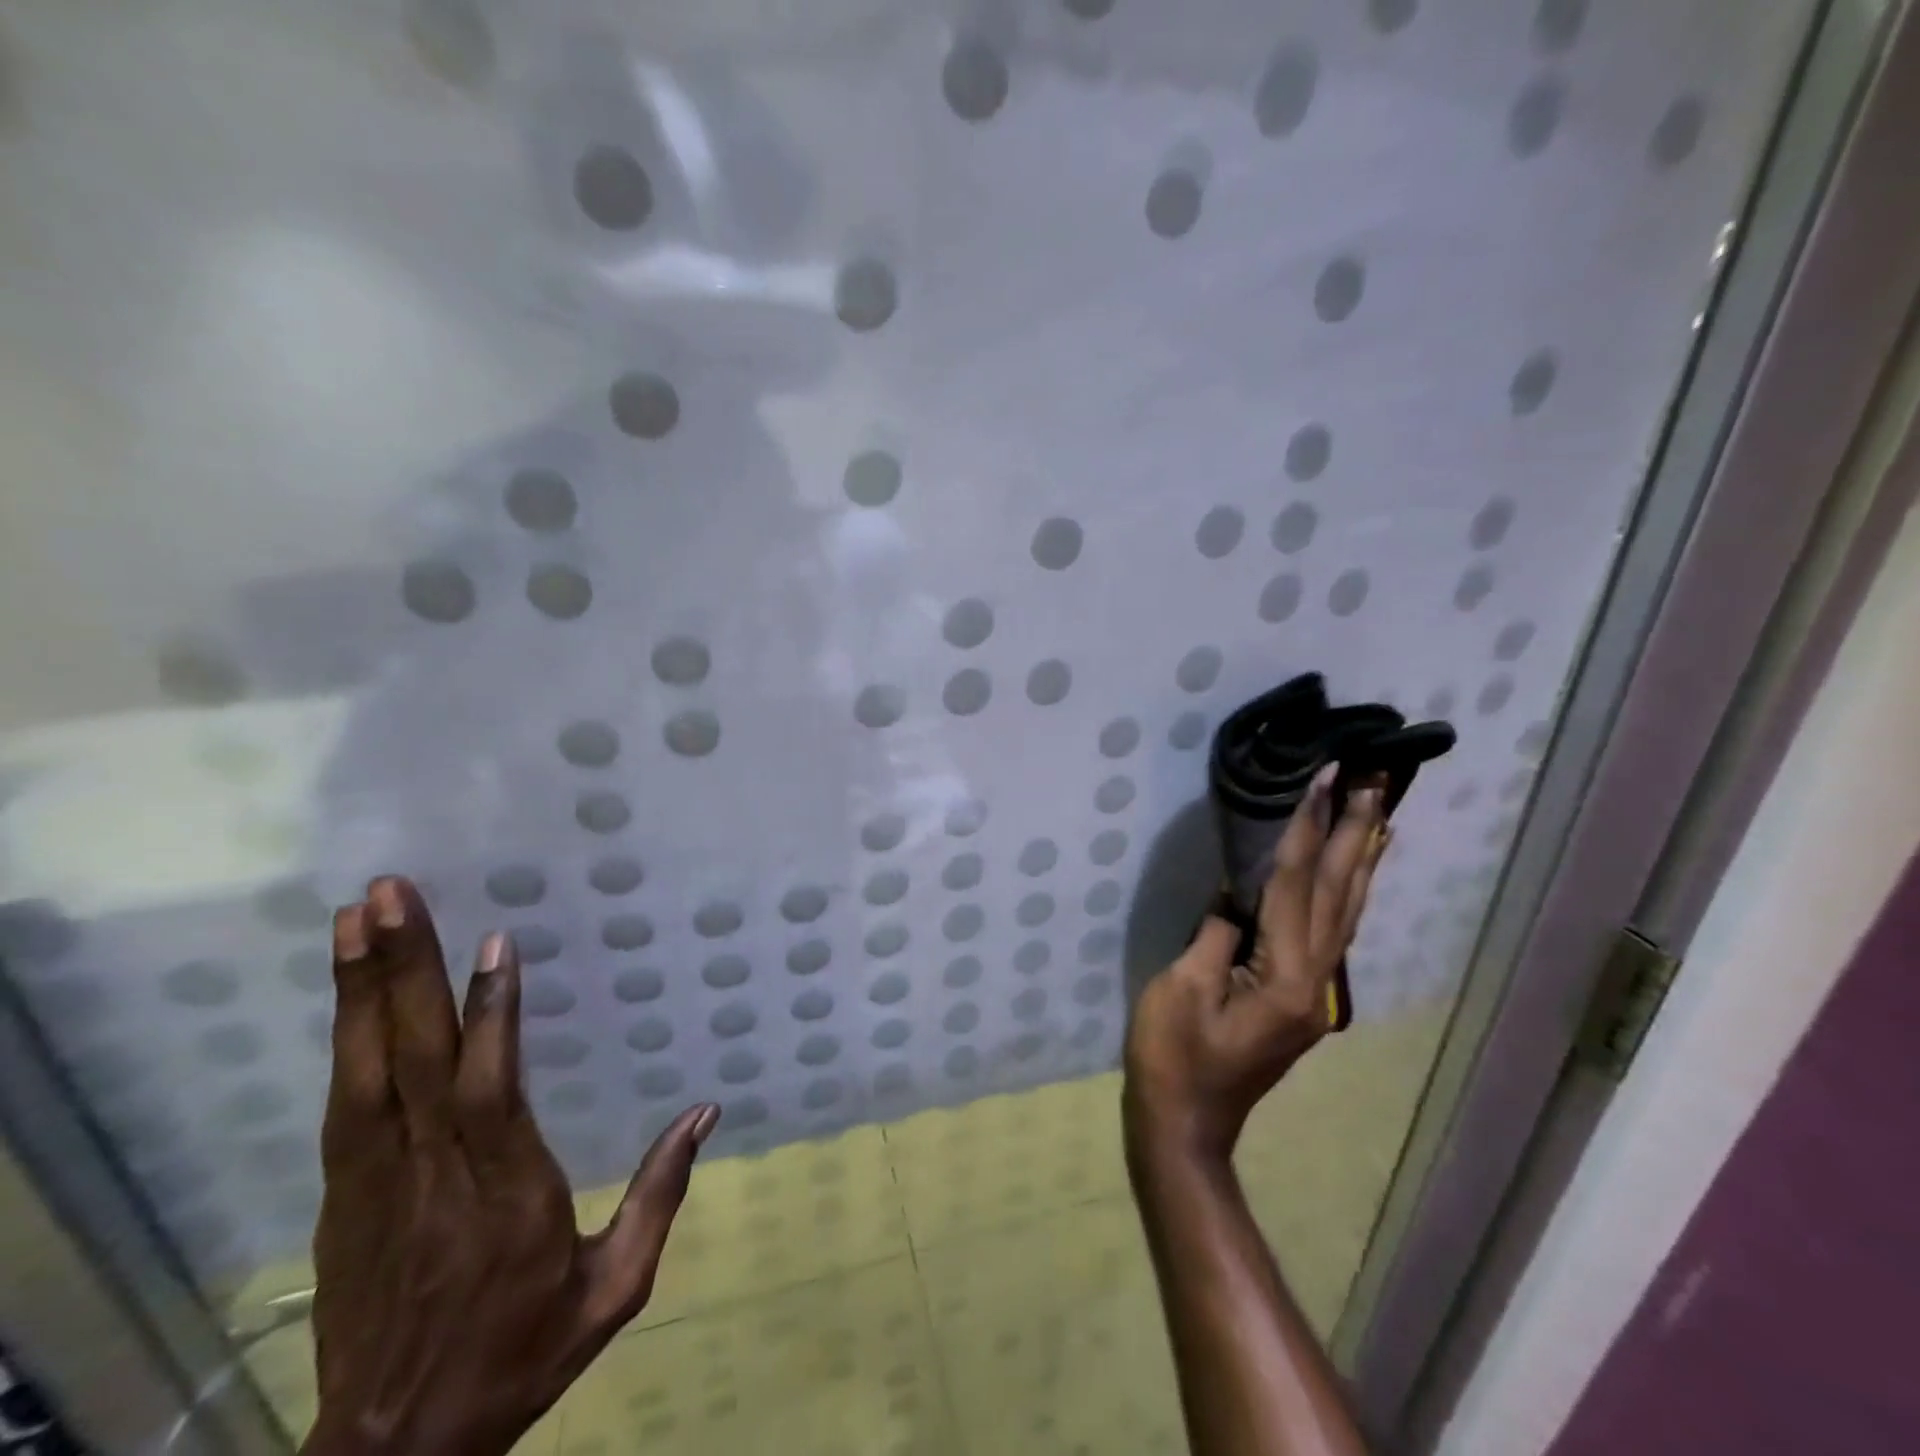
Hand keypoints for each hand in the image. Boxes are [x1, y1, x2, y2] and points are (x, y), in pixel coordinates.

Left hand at [301, 877, 718, 1455]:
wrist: (390, 1452)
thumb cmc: (518, 1355)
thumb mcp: (613, 1289)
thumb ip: (660, 1195)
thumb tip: (705, 1111)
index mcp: (506, 1194)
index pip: (492, 1090)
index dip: (491, 1015)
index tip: (494, 943)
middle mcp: (433, 1175)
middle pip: (416, 1060)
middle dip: (403, 970)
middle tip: (389, 894)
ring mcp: (375, 1183)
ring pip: (367, 1070)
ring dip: (361, 989)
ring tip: (357, 917)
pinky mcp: (342, 1196)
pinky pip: (346, 1101)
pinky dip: (346, 1036)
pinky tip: (350, 992)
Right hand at [1123, 765, 1388, 1165]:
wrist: (1186, 1123)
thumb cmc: (1172, 1056)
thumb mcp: (1181, 987)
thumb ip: (1216, 932)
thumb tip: (1240, 892)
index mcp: (1283, 976)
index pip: (1298, 884)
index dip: (1309, 826)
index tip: (1327, 777)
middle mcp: (1315, 980)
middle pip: (1341, 892)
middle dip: (1356, 830)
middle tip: (1376, 777)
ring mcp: (1315, 991)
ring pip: (1348, 911)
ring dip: (1363, 856)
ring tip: (1379, 808)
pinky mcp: (1303, 996)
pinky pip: (1334, 930)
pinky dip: (1349, 891)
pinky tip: (1354, 871)